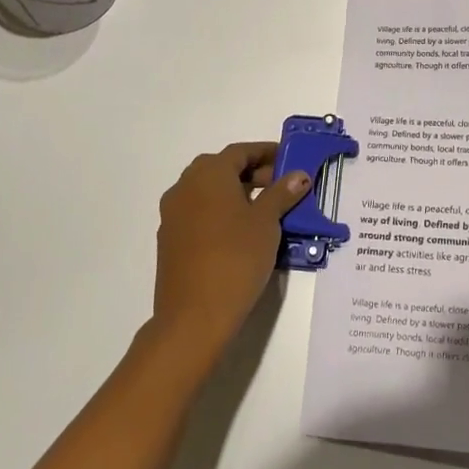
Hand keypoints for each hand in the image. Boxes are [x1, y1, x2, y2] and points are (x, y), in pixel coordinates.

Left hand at [151, 142, 310, 361]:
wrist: (193, 316)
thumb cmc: (235, 258)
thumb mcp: (266, 223)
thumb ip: (282, 194)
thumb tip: (299, 175)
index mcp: (208, 174)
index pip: (240, 152)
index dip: (267, 153)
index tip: (289, 160)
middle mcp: (185, 187)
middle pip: (222, 168)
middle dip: (252, 173)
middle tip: (281, 185)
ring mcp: (173, 214)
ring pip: (208, 191)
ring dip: (236, 193)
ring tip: (265, 210)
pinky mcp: (170, 239)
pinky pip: (199, 212)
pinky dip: (220, 212)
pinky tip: (241, 232)